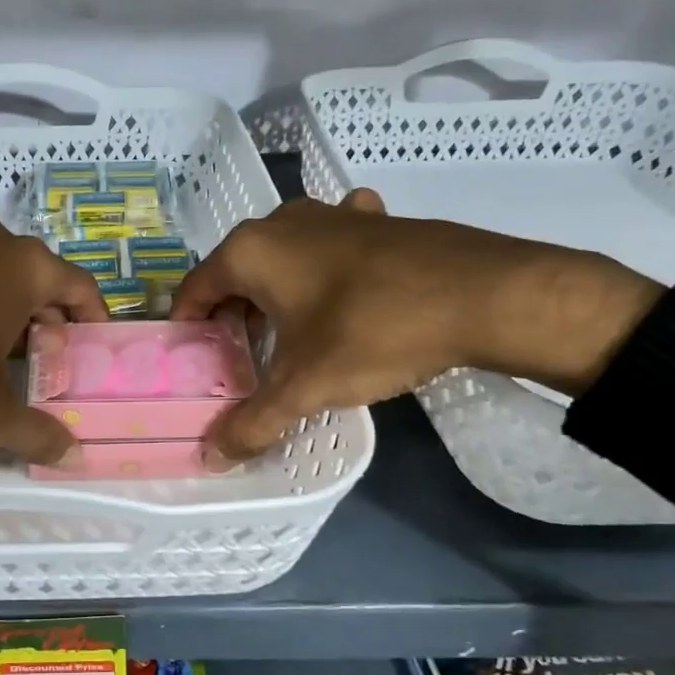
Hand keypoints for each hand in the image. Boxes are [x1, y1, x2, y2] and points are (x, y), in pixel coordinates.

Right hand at [171, 189, 661, 460]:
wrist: (487, 294)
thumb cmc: (375, 331)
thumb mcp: (306, 386)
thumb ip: (253, 423)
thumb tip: (212, 460)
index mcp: (250, 251)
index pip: (193, 291)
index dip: (187, 332)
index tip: (195, 368)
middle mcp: (281, 222)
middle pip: (235, 276)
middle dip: (232, 319)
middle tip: (241, 365)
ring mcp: (331, 214)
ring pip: (281, 260)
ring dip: (275, 296)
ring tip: (287, 337)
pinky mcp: (374, 220)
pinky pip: (329, 246)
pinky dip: (323, 270)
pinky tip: (342, 292)